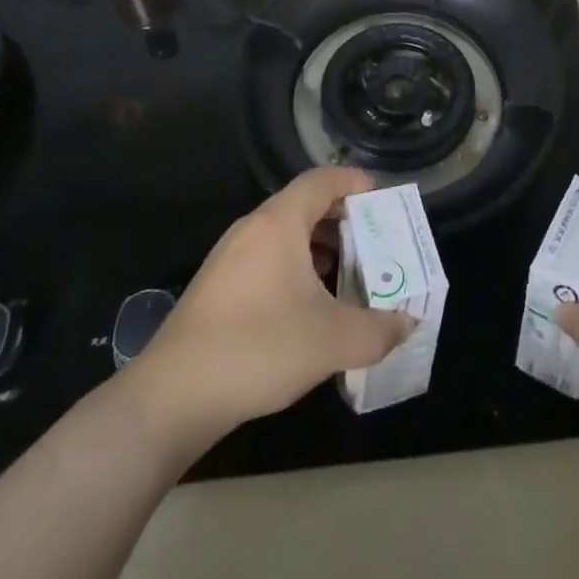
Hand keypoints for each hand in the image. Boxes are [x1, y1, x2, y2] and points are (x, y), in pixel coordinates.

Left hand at [123, 167, 411, 446]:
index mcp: (279, 223)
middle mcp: (252, 229)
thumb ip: (378, 329)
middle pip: (305, 204)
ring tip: (347, 272)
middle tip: (374, 241)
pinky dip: (295, 266)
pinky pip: (267, 257)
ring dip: (319, 245)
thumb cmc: (258, 348)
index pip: (323, 180)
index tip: (382, 201)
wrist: (170, 399)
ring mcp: (230, 258)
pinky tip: (308, 304)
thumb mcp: (331, 341)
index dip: (355, 183)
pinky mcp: (217, 287)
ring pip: (284, 233)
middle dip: (343, 218)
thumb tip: (408, 323)